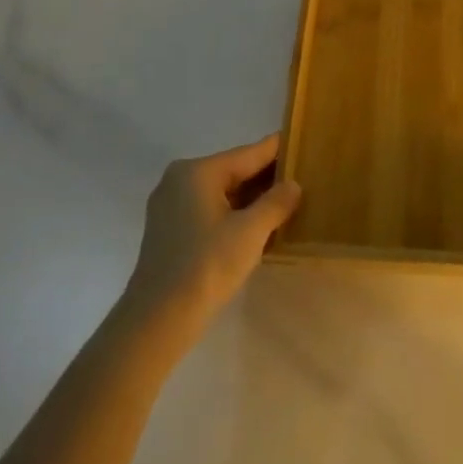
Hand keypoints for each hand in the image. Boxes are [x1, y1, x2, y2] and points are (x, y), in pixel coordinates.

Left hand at [122, 135, 301, 345]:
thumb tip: (293, 185)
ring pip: (223, 192)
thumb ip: (276, 202)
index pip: (249, 153)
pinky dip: (234, 214)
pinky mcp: (170, 230)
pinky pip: (210, 210)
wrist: (158, 319)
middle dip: (267, 178)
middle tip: (304, 180)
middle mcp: (180, 180)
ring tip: (288, 203)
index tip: (304, 144)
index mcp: (198, 171)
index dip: (279, 150)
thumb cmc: (207, 265)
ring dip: (252, 199)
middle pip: (235, 171)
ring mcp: (171, 205)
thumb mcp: (251, 231)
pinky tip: (258, 226)